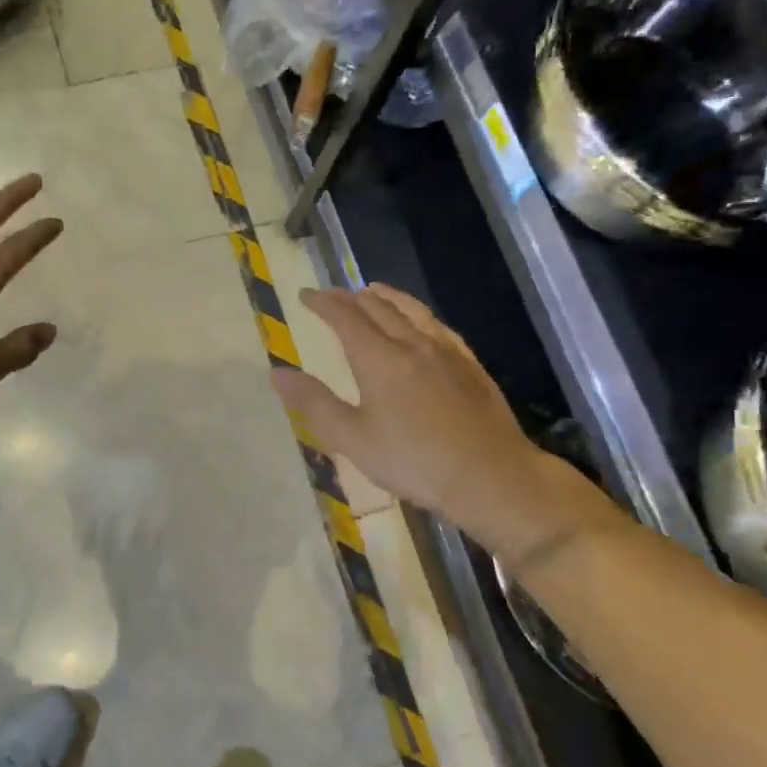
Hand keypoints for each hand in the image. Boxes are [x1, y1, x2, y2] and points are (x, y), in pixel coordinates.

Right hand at [270, 283, 616, 559]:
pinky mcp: (469, 364)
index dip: (323, 303)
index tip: (305, 295)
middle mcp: (412, 344)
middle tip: (332, 295)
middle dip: (350, 297)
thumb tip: (277, 373)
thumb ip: (314, 403)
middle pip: (378, 308)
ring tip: (372, 290)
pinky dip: (418, 314)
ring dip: (387, 297)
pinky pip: (438, 326)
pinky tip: (421, 322)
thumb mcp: (353, 439)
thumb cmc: (414, 461)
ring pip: (411, 310)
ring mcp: (446, 351)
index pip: (345, 318)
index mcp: (379, 359)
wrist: (490, 476)